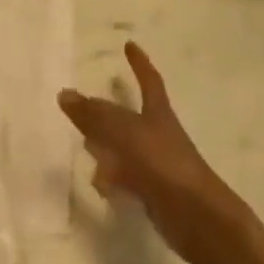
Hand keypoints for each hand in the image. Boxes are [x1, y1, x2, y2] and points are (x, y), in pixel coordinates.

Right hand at [59, 43, 250, 263]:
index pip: (149, 80)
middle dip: (111, 110)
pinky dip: (112, 179)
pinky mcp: (153, 192)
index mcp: (158, 113)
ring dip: (106, 146)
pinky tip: (100, 184)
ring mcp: (156, 165)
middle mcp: (158, 135)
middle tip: (88, 105)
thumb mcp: (125, 133)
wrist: (199, 219)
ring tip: (86, 146)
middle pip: (130, 116)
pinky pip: (126, 178)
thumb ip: (95, 114)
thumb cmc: (164, 164)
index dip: (139, 63)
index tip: (129, 45)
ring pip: (125, 149)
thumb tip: (64, 94)